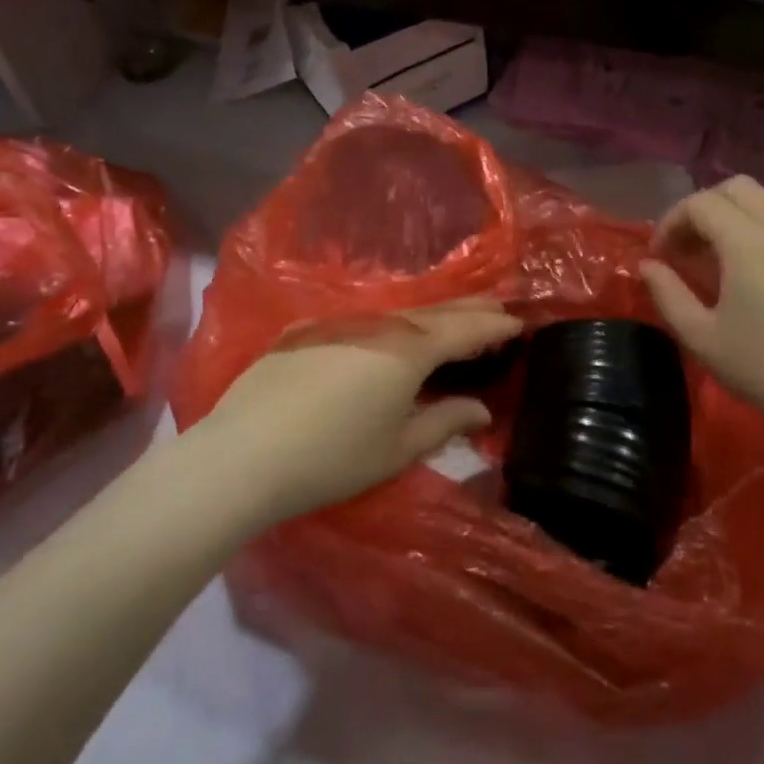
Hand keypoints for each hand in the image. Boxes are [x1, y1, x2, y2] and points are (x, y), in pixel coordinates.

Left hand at [201, 299, 521, 524]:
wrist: (244, 455)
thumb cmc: (333, 457)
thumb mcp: (398, 447)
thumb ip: (444, 422)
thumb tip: (481, 409)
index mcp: (409, 350)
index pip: (464, 330)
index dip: (495, 325)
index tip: (520, 322)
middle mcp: (379, 324)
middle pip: (435, 311)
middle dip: (471, 308)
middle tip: (499, 306)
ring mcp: (339, 323)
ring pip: (399, 311)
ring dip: (433, 313)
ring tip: (454, 317)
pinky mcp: (306, 331)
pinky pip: (365, 318)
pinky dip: (393, 321)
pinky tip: (393, 330)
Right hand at [641, 177, 763, 432]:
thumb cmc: (761, 364)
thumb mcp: (700, 336)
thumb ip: (667, 293)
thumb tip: (648, 265)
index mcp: (746, 241)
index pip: (700, 203)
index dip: (671, 222)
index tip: (660, 256)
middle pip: (735, 188)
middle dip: (703, 209)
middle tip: (689, 248)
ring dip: (738, 209)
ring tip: (724, 246)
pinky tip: (758, 259)